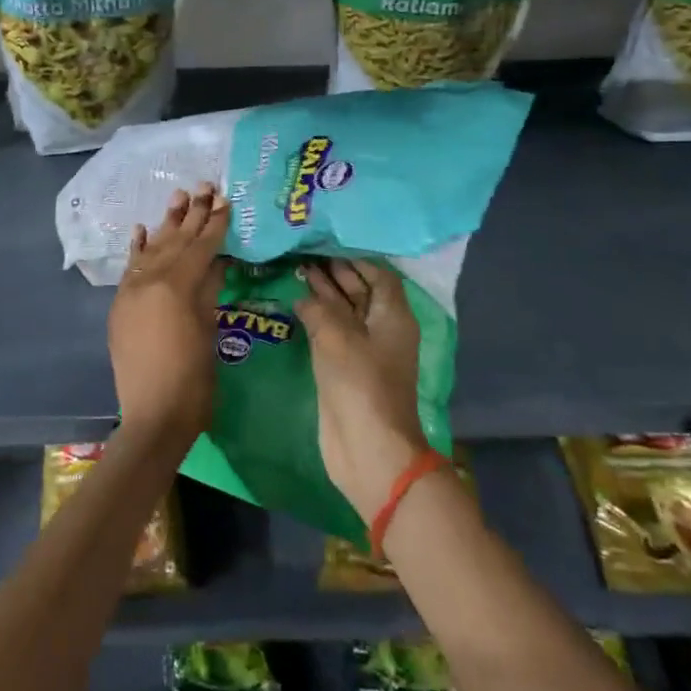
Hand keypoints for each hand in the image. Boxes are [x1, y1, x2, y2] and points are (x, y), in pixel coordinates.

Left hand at [108, 184, 229, 443]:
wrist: (153, 416)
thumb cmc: (193, 379)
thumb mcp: (209, 328)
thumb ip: (210, 287)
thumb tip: (219, 257)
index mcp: (175, 286)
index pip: (200, 246)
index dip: (214, 223)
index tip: (225, 199)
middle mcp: (148, 281)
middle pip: (174, 241)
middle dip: (191, 214)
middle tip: (205, 186)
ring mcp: (129, 292)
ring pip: (152, 250)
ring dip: (166, 224)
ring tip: (178, 196)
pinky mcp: (120, 305)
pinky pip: (130, 269)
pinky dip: (137, 249)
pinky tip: (143, 229)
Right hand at [295, 258, 427, 523]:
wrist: (368, 446)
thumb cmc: (360, 384)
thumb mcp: (337, 337)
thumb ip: (319, 309)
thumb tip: (305, 296)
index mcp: (393, 316)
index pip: (379, 275)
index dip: (357, 259)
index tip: (328, 243)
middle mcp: (382, 329)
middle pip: (362, 292)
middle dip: (337, 273)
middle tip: (306, 254)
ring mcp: (364, 351)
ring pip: (346, 313)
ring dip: (325, 294)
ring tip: (298, 272)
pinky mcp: (347, 370)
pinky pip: (333, 334)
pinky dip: (318, 318)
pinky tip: (297, 306)